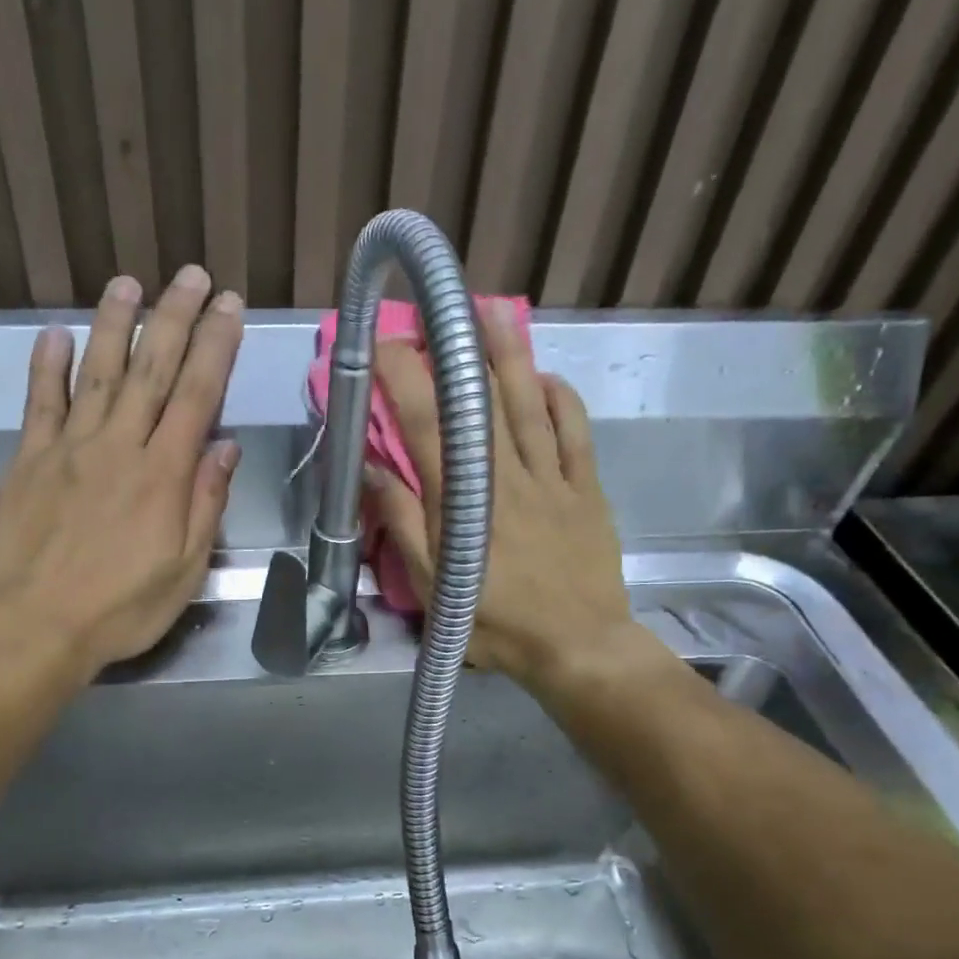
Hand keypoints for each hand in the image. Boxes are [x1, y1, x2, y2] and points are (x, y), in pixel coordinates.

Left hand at [0, 266, 242, 678]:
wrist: (34, 627)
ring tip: (128, 283)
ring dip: (114, 324)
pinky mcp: (28, 461)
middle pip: (151, 369)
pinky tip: (54, 335)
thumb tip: (225, 447)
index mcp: (163, 474)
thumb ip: (206, 504)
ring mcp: (69, 448)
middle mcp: (119, 446)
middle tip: (191, 275)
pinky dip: (47, 367)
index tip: (229, 307)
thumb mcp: (185, 569)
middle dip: (174, 317)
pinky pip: (40, 404)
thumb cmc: (121, 608)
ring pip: (97, 373)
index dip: (216, 346)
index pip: (196, 395)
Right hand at [365, 301, 635, 690]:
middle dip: (456, 352)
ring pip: (529, 405)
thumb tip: (373, 472)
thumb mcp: (434, 587)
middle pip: (480, 403)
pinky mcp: (586, 488)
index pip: (427, 426)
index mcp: (463, 502)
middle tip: (440, 311)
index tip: (386, 343)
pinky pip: (576, 433)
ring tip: (492, 313)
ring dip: (510, 356)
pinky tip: (547, 375)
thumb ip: (403, 526)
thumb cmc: (497, 623)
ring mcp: (552, 478)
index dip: (406, 378)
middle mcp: (507, 477)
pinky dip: (562, 399)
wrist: (578, 646)